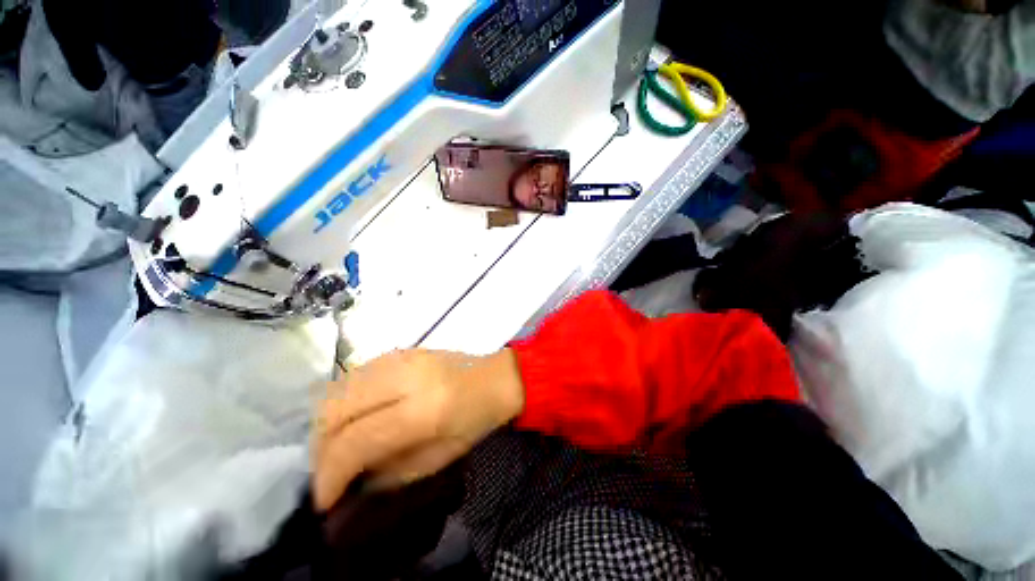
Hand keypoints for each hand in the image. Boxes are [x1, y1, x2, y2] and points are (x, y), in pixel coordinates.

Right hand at [314, 348, 523, 510]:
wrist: (495, 377)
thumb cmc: (476, 420)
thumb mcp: (438, 459)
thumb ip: (389, 472)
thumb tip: (348, 481)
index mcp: (423, 409)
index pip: (356, 440)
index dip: (329, 475)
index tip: (323, 500)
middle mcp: (406, 377)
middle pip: (335, 409)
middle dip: (321, 447)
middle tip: (329, 471)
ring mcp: (402, 357)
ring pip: (337, 388)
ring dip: (327, 423)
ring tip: (338, 445)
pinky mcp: (400, 350)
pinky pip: (354, 375)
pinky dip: (344, 400)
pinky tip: (355, 416)